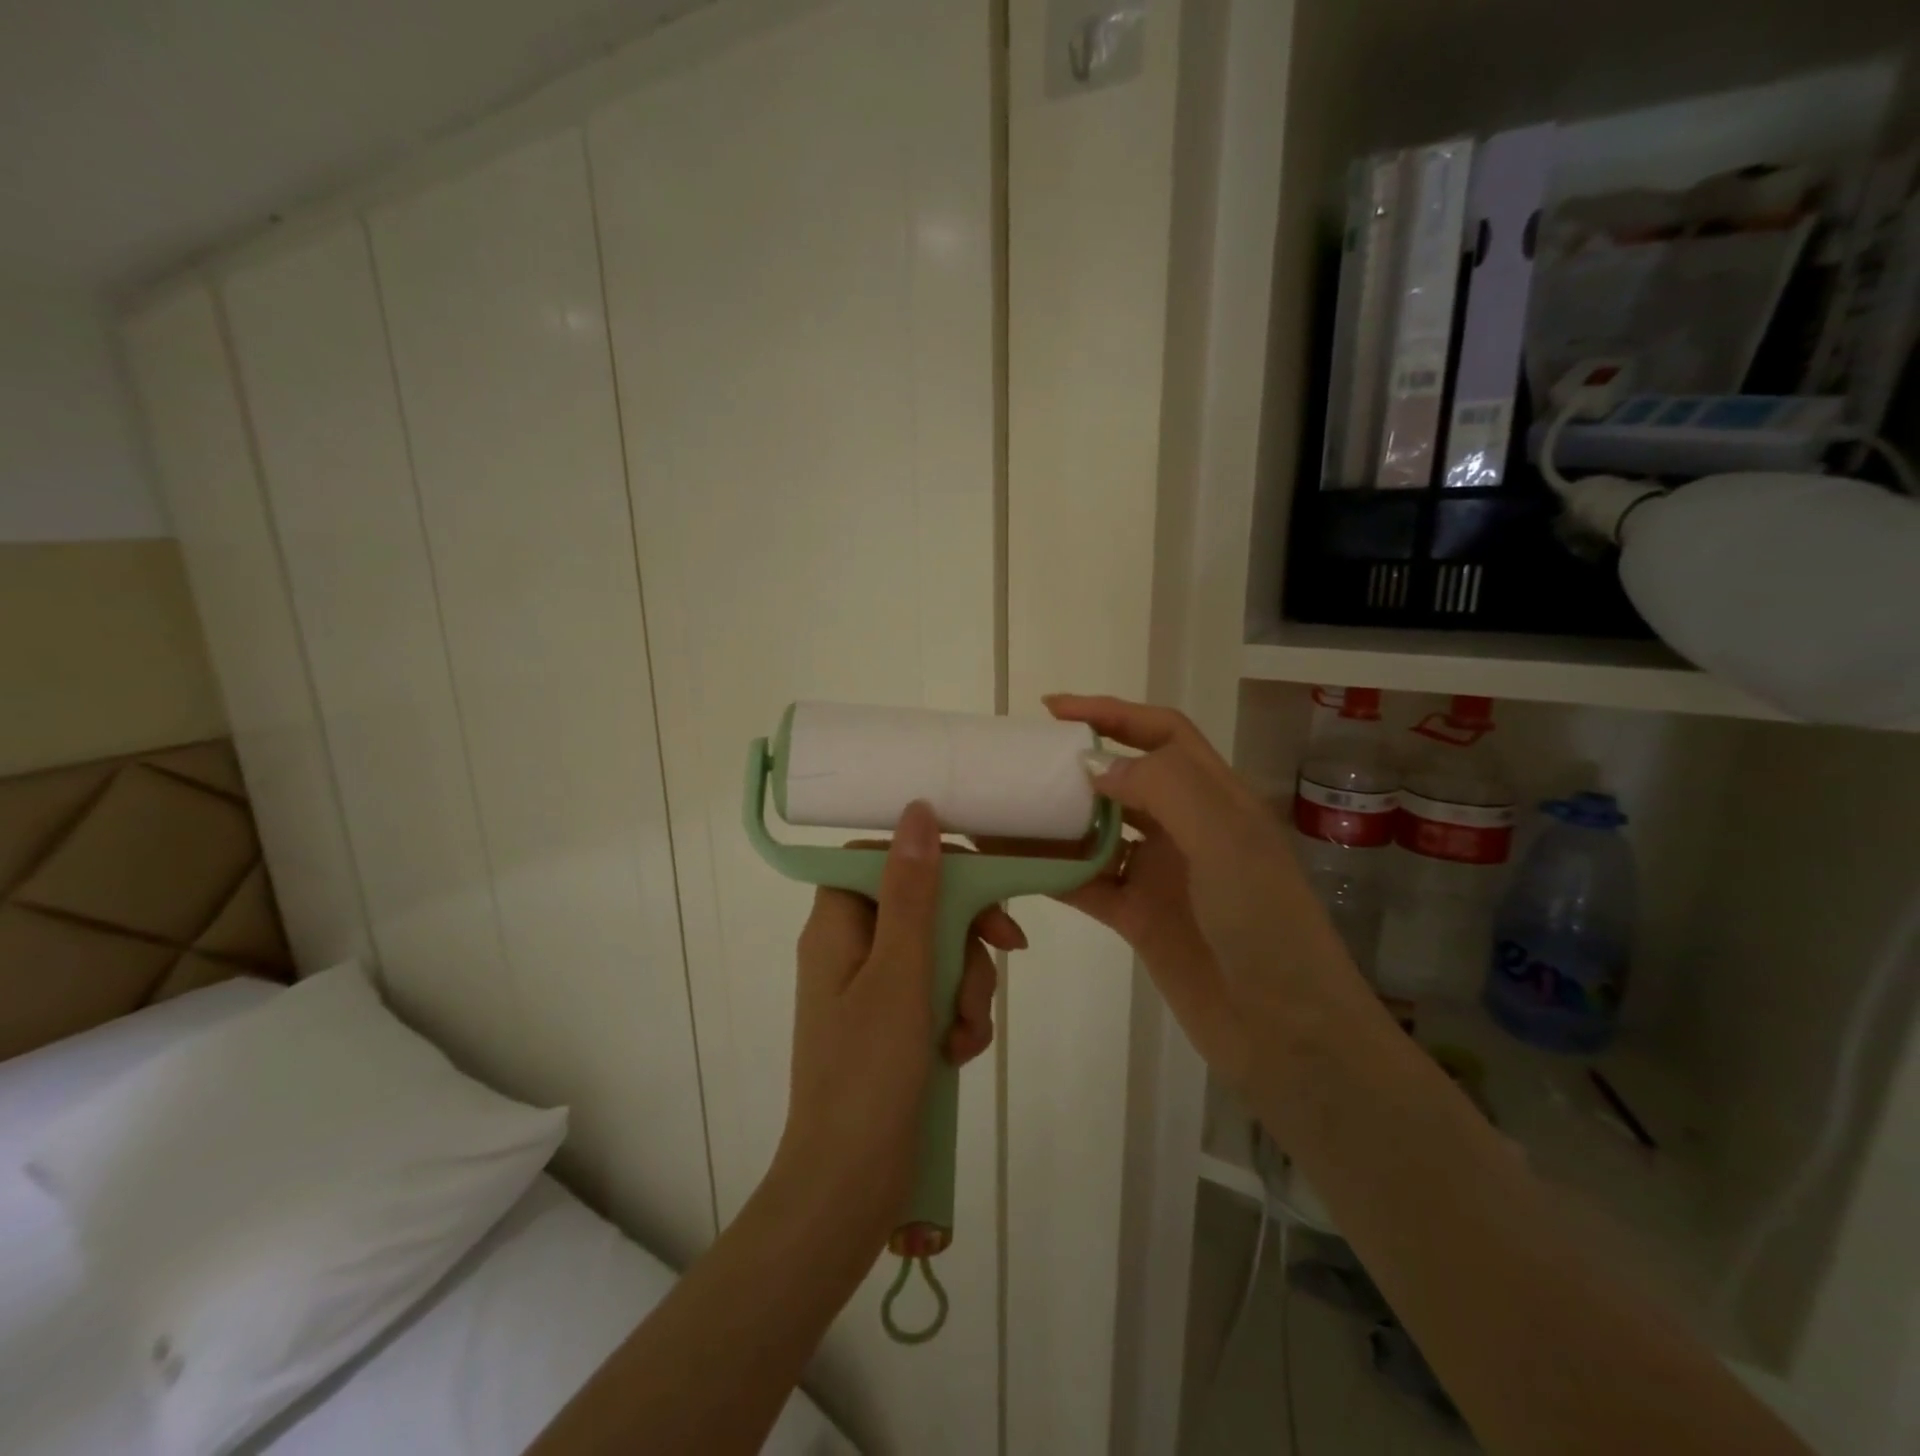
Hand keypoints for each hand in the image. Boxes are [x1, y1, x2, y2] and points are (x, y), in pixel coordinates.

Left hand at [770, 800, 1022, 1255]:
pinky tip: (960, 1054)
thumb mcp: (901, 972)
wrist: (848, 1187)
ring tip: (964, 1034)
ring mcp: (872, 989)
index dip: (933, 862)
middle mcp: (851, 948)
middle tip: (1003, 954)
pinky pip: (937, 996)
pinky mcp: (892, 1026)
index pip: (884, 859)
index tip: (978, 884)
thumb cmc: (868, 1072)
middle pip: (922, 906)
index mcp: (838, 923)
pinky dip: (956, 1018)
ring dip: (968, 987)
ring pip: (939, 953)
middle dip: (966, 938)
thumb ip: (912, 891)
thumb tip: (917, 810)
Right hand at [1042, 694, 1375, 1100]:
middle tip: (1022, 762)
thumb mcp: (1225, 839)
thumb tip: (1093, 767)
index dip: (1111, 713)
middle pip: (1125, 779)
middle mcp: (1187, 829)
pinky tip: (1015, 863)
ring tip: (1008, 809)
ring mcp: (1161, 874)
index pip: (1162, 734)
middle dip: (1077, 765)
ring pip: (1099, 831)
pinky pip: (1087, 881)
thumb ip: (1163, 786)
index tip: (1054, 710)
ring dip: (1058, 820)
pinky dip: (1054, 870)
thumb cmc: (1264, 924)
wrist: (1284, 1033)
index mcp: (1216, 798)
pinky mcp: (1138, 918)